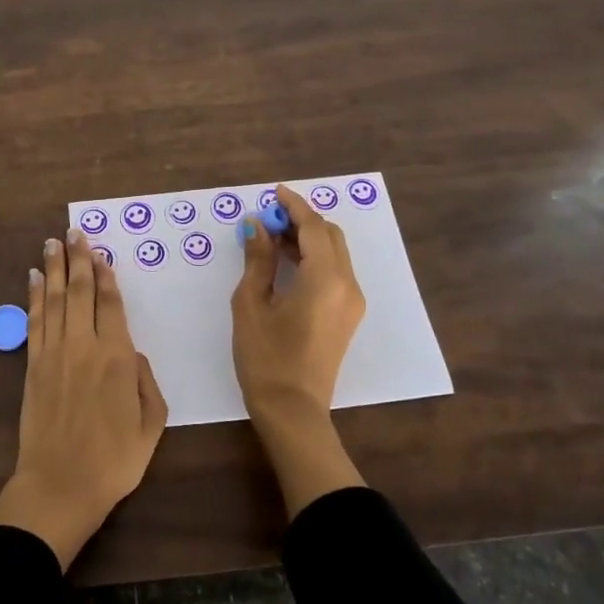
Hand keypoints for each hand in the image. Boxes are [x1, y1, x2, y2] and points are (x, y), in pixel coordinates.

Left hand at [0, 227, 167, 566]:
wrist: (60, 486)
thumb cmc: (114, 461)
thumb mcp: (152, 425)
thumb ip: (147, 383)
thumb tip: (134, 354)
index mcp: (117, 358)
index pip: (110, 304)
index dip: (105, 275)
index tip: (100, 252)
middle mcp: (84, 346)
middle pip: (79, 292)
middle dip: (78, 259)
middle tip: (74, 232)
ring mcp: (54, 354)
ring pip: (54, 300)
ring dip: (54, 268)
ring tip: (53, 242)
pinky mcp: (33, 366)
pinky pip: (34, 321)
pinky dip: (34, 296)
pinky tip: (34, 278)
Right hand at [231, 184, 368, 514]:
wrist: (293, 410)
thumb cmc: (265, 357)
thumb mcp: (251, 304)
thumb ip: (257, 259)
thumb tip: (256, 226)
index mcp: (325, 279)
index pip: (313, 227)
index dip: (293, 206)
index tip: (273, 193)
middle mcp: (347, 284)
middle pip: (330, 235)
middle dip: (301, 220)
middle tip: (268, 219)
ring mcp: (352, 301)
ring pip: (335, 253)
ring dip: (308, 239)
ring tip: (272, 239)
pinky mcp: (348, 315)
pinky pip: (335, 272)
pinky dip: (315, 258)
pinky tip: (288, 264)